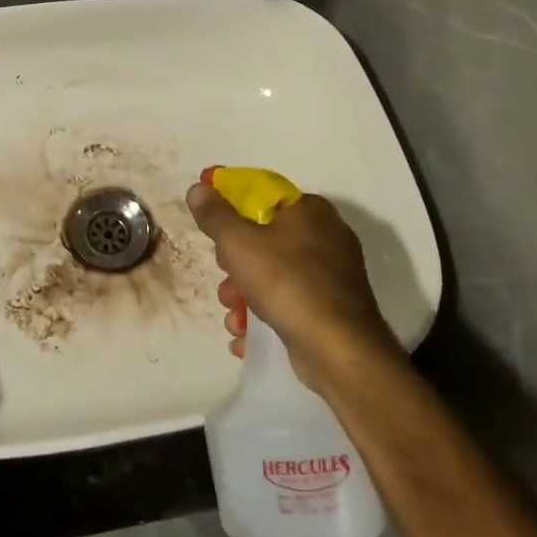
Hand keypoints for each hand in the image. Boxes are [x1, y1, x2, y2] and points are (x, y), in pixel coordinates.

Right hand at [186, 177, 405, 394]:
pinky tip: (246, 335)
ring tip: (233, 317)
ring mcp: (332, 275)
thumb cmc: (286, 282)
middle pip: (265, 239)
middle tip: (224, 278)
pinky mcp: (332, 309)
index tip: (209, 226)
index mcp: (309, 210)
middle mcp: (326, 236)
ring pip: (274, 275)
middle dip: (235, 264)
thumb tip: (199, 188)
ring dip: (244, 296)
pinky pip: (290, 303)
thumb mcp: (238, 242)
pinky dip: (266, 316)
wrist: (337, 348)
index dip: (230, 207)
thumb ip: (215, 214)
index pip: (262, 195)